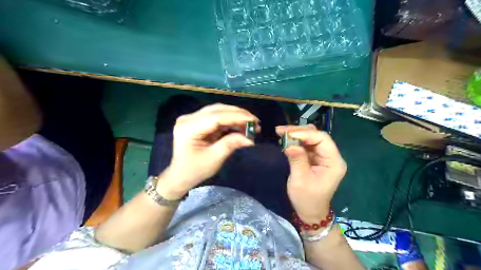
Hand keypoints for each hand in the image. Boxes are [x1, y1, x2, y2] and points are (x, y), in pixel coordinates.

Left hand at [157, 104, 259, 198]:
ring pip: (218, 111)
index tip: (254, 121)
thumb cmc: (195, 170)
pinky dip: (230, 121)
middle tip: (255, 122)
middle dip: (238, 114)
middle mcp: (188, 118)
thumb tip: (250, 138)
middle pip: (217, 110)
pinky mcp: (197, 121)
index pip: (216, 117)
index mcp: (188, 128)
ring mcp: (192, 119)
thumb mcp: (214, 159)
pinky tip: (240, 126)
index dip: (237, 117)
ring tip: (251, 124)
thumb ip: (231, 144)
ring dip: (235, 116)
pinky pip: (216, 117)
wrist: (180, 175)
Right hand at [276, 126, 347, 224]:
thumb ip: (297, 160)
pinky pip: (306, 145)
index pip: (322, 139)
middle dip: (299, 131)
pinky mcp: (316, 159)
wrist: (310, 212)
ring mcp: (323, 157)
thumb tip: (290, 144)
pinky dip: (296, 141)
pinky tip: (285, 140)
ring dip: (296, 134)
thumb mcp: (300, 180)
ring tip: (280, 133)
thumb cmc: (307, 199)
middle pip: (317, 136)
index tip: (287, 134)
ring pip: (311, 138)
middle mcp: (331, 156)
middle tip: (280, 131)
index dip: (305, 133)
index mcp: (333, 162)